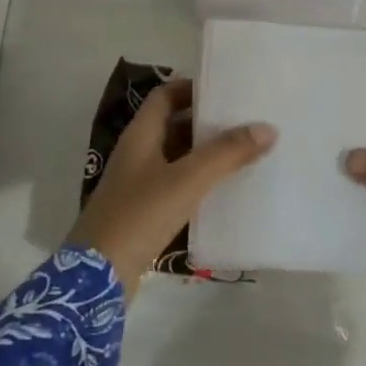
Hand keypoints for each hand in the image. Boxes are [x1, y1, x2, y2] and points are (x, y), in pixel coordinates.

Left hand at [67, 77, 276, 297]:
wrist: (98, 277)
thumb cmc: (139, 216)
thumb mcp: (187, 180)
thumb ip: (226, 153)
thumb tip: (267, 127)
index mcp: (140, 136)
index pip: (165, 96)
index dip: (193, 88)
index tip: (228, 90)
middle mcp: (138, 154)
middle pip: (174, 125)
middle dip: (207, 122)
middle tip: (246, 121)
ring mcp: (139, 185)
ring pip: (178, 158)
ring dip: (206, 154)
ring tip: (246, 153)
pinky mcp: (144, 212)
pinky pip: (176, 187)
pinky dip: (199, 183)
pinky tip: (226, 191)